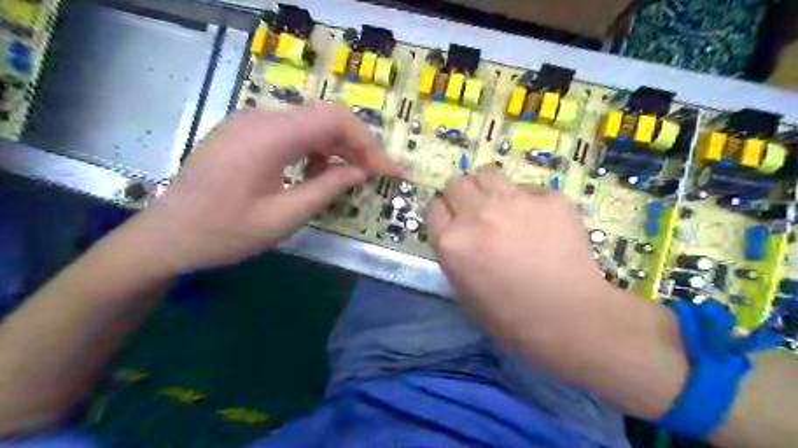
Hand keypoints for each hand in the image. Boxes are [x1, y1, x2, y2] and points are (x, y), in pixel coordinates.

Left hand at [127, 101, 398, 273]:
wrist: (165, 237)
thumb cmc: (224, 233)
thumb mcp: (285, 216)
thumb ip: (328, 188)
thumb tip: (361, 171)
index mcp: (269, 137)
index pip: (334, 120)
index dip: (368, 143)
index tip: (387, 171)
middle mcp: (260, 118)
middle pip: (324, 118)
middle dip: (356, 146)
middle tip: (374, 175)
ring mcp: (249, 123)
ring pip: (309, 124)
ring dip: (335, 148)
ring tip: (346, 177)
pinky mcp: (244, 133)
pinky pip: (290, 132)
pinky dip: (312, 150)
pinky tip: (313, 173)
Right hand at [430, 166, 692, 420]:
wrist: (570, 319)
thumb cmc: (511, 317)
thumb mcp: (464, 292)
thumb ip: (454, 255)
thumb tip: (457, 232)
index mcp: (451, 242)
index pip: (434, 206)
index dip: (444, 213)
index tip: (453, 219)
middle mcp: (477, 214)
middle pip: (456, 183)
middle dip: (461, 196)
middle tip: (476, 212)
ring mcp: (514, 201)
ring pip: (486, 173)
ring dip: (487, 188)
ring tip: (501, 205)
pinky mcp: (549, 198)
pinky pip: (527, 188)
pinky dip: (526, 200)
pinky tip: (539, 222)